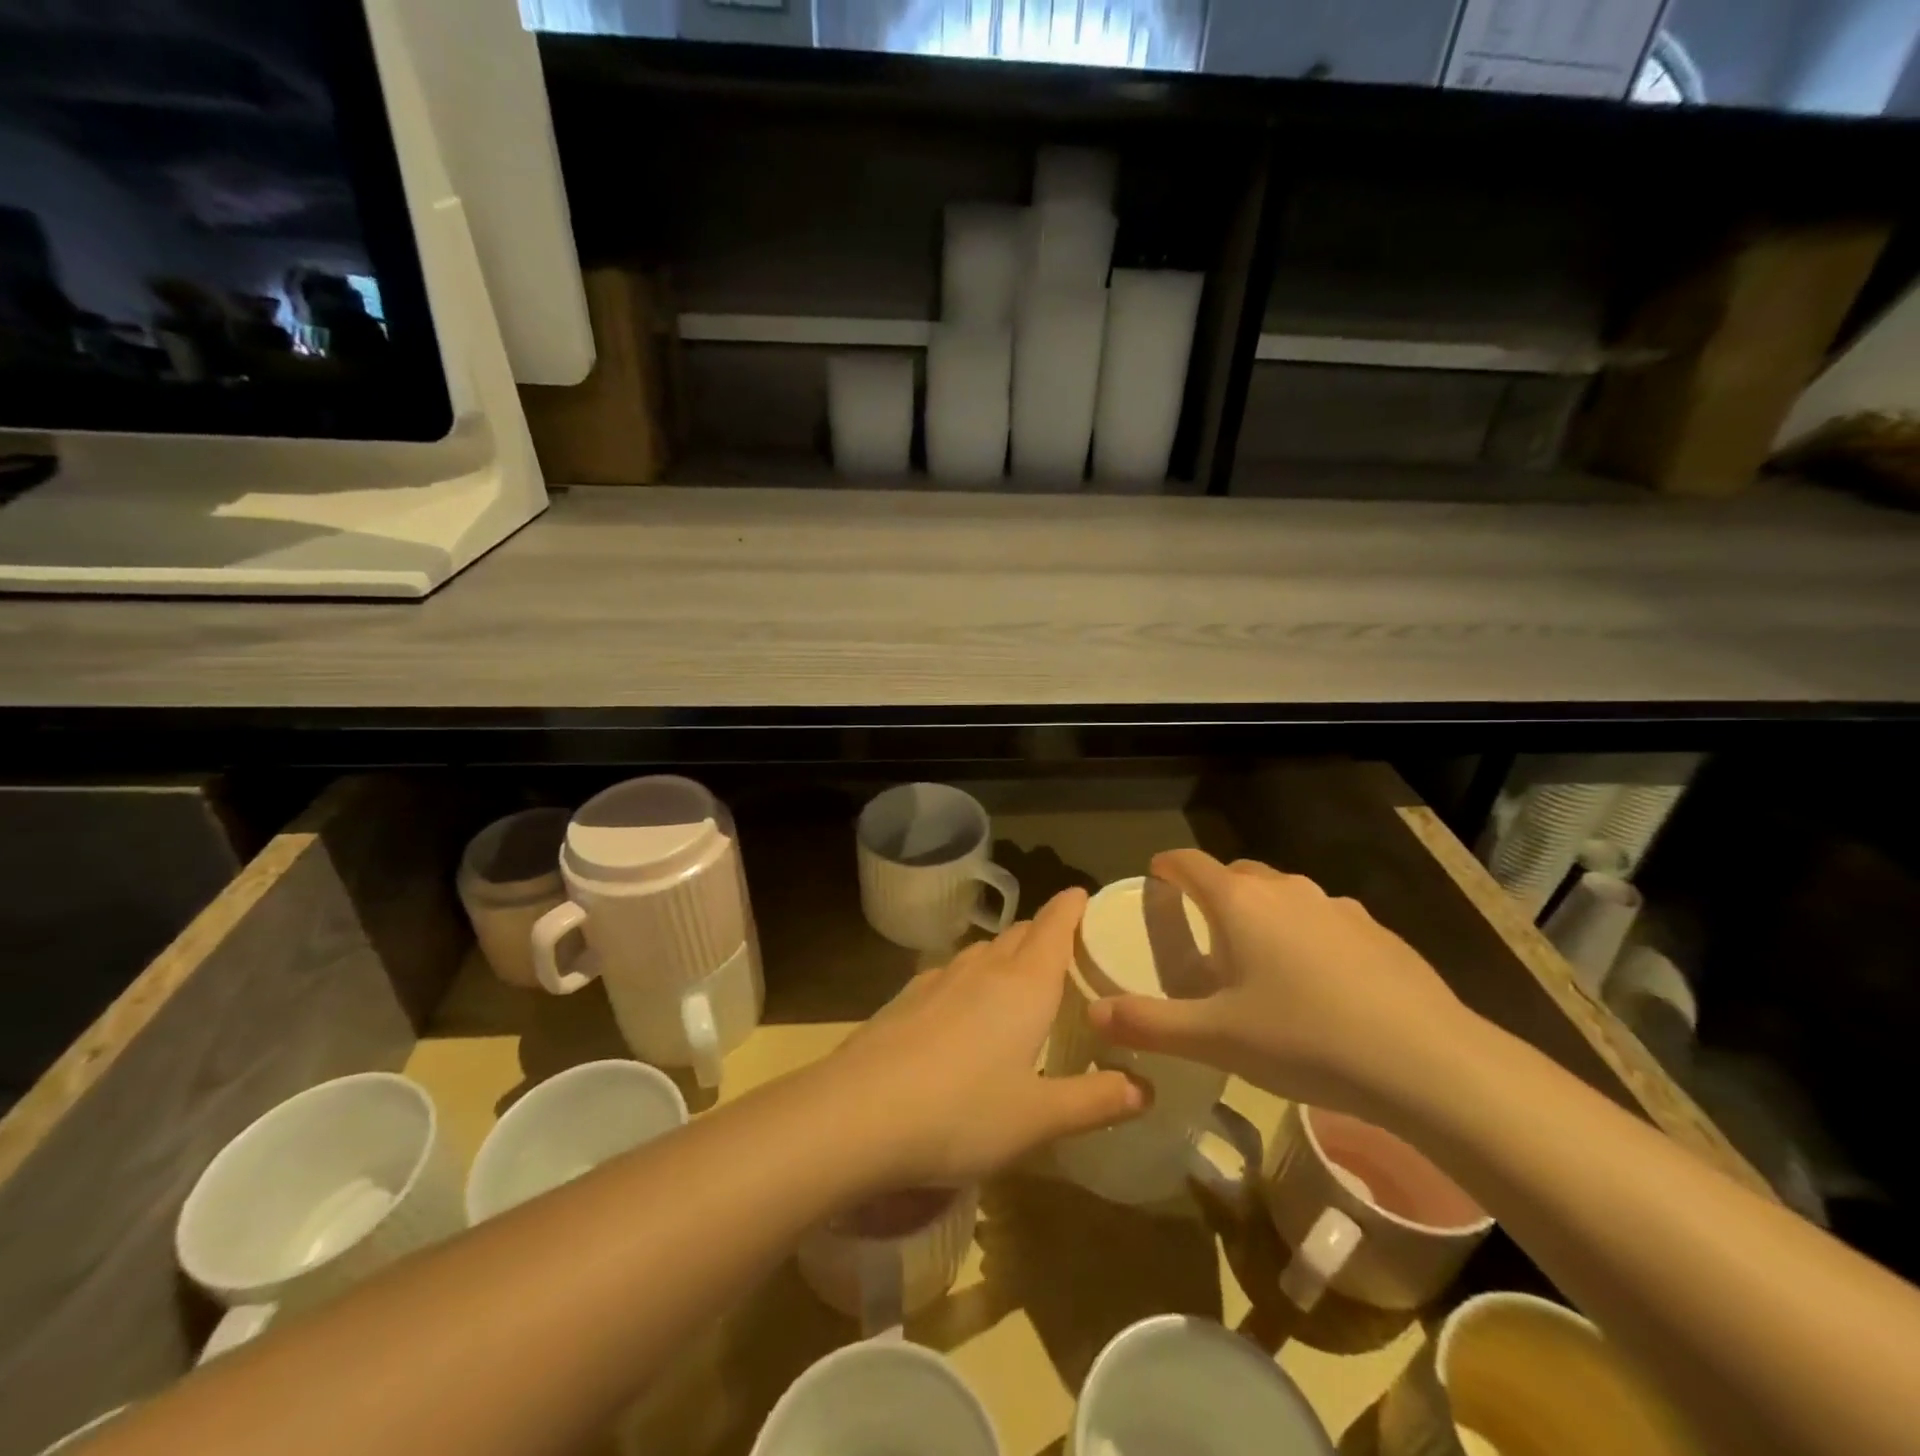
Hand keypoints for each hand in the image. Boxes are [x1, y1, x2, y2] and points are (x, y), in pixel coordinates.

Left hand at [828, 888, 1147, 1187]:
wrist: (857, 1113)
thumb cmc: (962, 1113)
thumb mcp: (1039, 1118)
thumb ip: (1096, 1101)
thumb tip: (1147, 1089)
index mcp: (1024, 985)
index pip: (1055, 925)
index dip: (1072, 906)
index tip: (1085, 896)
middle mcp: (983, 969)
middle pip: (1020, 934)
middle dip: (1044, 933)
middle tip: (1066, 951)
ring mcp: (938, 979)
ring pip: (983, 951)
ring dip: (1006, 955)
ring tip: (1019, 980)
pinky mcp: (905, 997)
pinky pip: (951, 973)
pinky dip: (971, 979)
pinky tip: (964, 1011)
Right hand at [1087, 850, 1477, 1120]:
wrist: (1428, 1062)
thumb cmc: (1304, 1040)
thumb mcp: (1215, 1039)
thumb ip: (1149, 1024)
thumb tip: (1095, 1014)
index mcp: (1239, 903)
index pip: (1190, 863)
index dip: (1167, 865)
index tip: (1155, 874)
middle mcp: (1286, 891)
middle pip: (1237, 873)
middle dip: (1214, 889)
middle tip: (1204, 927)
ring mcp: (1337, 908)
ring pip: (1285, 895)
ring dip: (1263, 912)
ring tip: (1260, 957)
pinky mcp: (1377, 931)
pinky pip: (1325, 919)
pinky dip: (1307, 934)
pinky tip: (1321, 981)